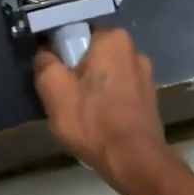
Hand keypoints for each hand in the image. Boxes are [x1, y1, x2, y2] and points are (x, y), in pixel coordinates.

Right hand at [33, 28, 174, 194]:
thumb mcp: (54, 90)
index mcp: (112, 39)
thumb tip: (45, 54)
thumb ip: (44, 63)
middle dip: (74, 71)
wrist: (134, 161)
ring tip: (80, 113)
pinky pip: (117, 90)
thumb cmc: (92, 121)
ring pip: (104, 73)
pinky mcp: (149, 97)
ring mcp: (145, 75)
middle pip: (90, 54)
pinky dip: (105, 101)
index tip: (51, 74)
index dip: (58, 52)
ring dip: (90, 87)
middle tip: (62, 97)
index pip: (75, 33)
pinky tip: (98, 121)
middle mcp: (133, 50)